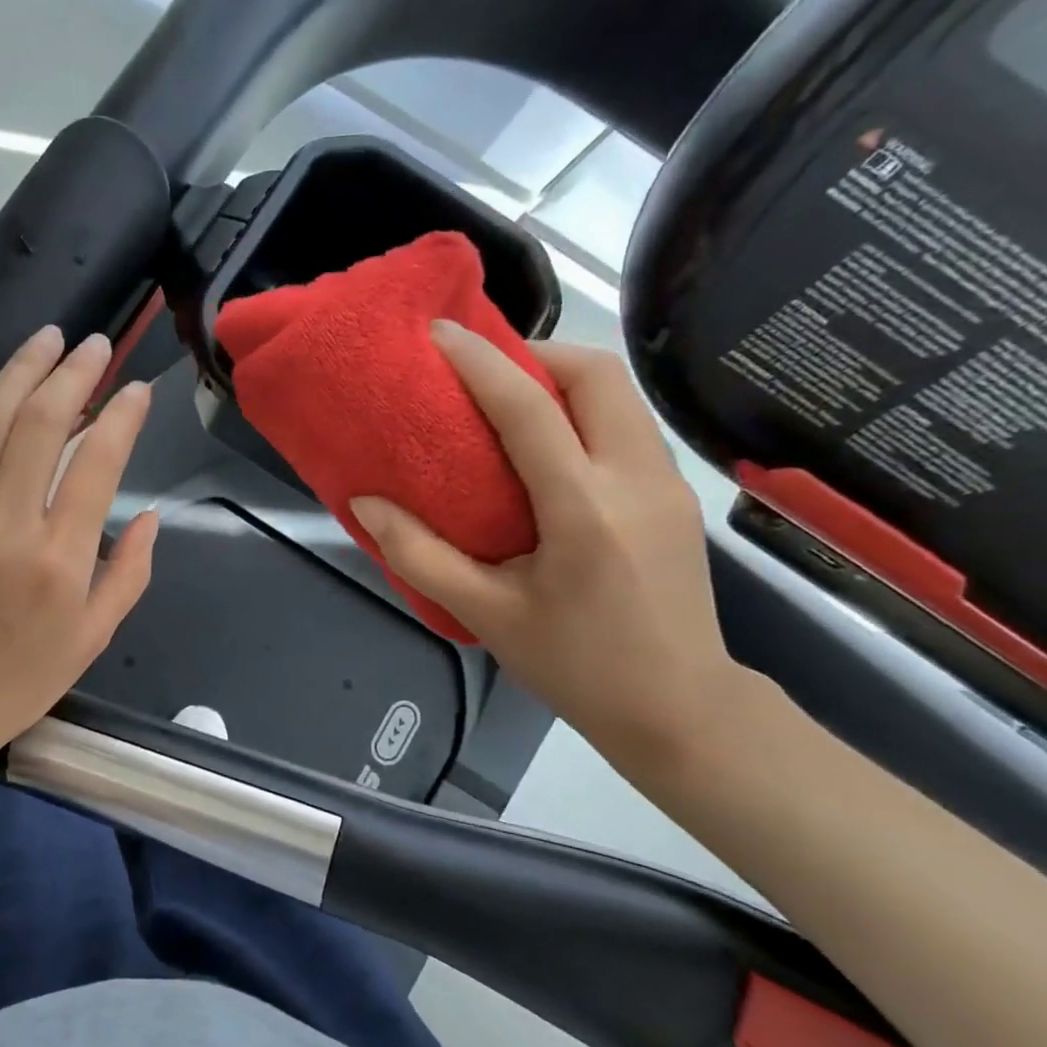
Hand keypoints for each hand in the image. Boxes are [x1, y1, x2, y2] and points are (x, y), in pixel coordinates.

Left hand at [0, 326, 156, 792]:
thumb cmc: (19, 679)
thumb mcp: (94, 638)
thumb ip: (131, 573)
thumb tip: (151, 516)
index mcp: (61, 560)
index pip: (98, 462)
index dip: (122, 416)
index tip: (136, 390)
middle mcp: (7, 524)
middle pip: (42, 423)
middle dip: (75, 373)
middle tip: (93, 345)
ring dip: (21, 370)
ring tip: (46, 339)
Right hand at [350, 321, 742, 767]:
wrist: (681, 712)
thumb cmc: (577, 666)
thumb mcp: (486, 614)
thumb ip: (419, 555)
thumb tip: (365, 504)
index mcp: (585, 509)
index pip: (529, 410)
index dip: (481, 363)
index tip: (441, 334)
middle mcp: (636, 479)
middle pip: (597, 375)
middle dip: (535, 354)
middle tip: (481, 372)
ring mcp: (666, 485)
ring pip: (619, 396)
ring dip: (562, 380)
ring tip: (507, 402)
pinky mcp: (675, 497)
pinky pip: (626, 426)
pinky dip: (583, 411)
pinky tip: (547, 446)